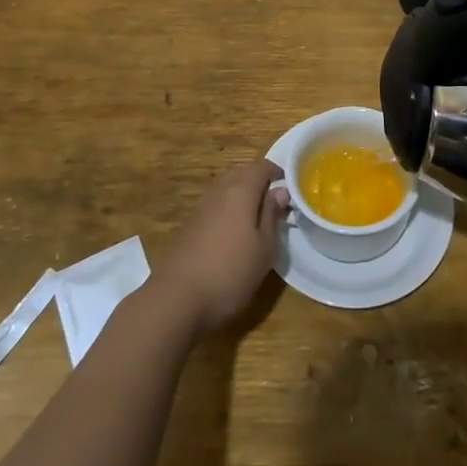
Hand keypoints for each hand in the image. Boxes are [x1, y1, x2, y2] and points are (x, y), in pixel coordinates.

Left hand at [155, 159, 289, 334]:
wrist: (177, 298)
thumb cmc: (230, 272)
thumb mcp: (264, 248)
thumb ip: (272, 215)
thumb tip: (280, 191)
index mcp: (240, 191)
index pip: (261, 167)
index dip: (276, 171)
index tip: (289, 184)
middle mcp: (219, 191)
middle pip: (241, 172)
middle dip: (259, 179)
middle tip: (274, 199)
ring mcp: (201, 207)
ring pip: (226, 187)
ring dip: (242, 192)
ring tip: (256, 215)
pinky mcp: (190, 224)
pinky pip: (215, 204)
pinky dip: (228, 207)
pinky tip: (233, 230)